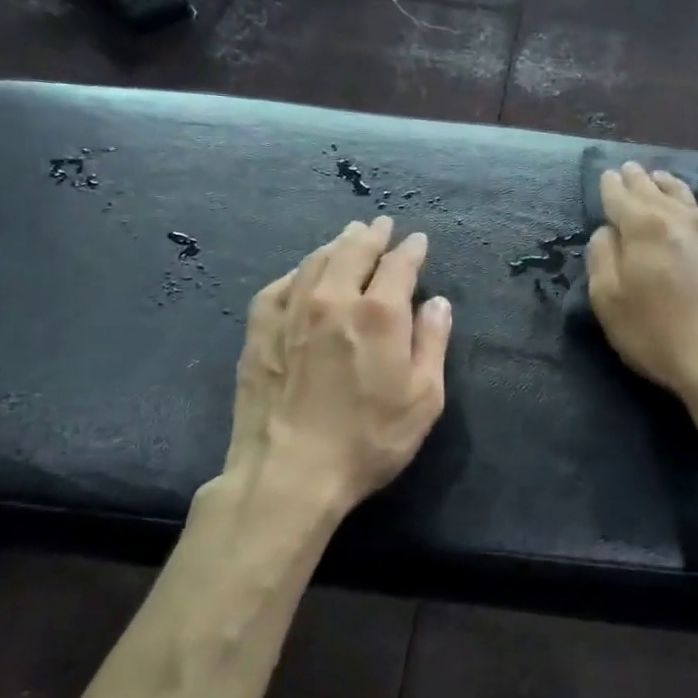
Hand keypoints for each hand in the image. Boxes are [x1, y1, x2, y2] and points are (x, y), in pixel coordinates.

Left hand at [224, 217, 452, 513]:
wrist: (288, 472)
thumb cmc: (368, 441)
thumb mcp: (423, 399)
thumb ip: (433, 343)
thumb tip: (438, 303)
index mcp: (379, 313)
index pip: (399, 264)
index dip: (411, 249)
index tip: (417, 241)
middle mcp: (333, 299)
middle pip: (353, 250)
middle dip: (371, 234)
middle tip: (380, 225)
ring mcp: (290, 311)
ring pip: (315, 261)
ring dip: (335, 245)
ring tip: (346, 238)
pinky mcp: (258, 330)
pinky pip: (279, 286)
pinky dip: (297, 273)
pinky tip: (301, 275)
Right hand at [587, 163, 697, 408]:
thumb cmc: (658, 335)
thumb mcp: (609, 301)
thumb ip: (601, 258)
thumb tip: (607, 231)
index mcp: (645, 227)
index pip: (621, 197)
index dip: (611, 186)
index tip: (607, 176)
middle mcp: (682, 218)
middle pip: (655, 190)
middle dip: (638, 179)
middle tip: (629, 169)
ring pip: (689, 197)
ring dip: (670, 186)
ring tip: (661, 179)